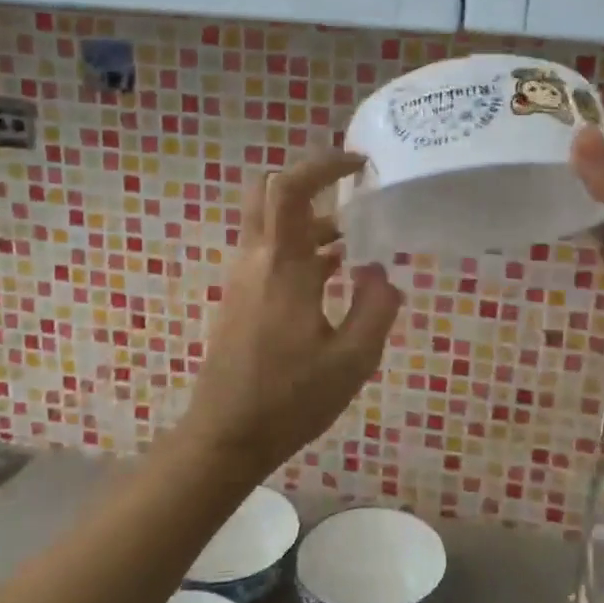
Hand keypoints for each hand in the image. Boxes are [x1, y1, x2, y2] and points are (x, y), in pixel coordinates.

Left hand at [180, 152, 402, 480]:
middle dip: (310, 183)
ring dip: (311, 221)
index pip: (290, 188)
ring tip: (358, 239)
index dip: (323, 164)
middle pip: (269, 193)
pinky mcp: (241, 299)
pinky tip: (335, 275)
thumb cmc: (290, 399)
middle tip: (351, 192)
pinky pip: (270, 253)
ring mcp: (243, 279)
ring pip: (271, 225)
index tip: (359, 165)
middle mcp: (256, 261)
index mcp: (282, 266)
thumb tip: (378, 272)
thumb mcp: (353, 359)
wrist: (225, 438)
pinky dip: (302, 248)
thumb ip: (376, 307)